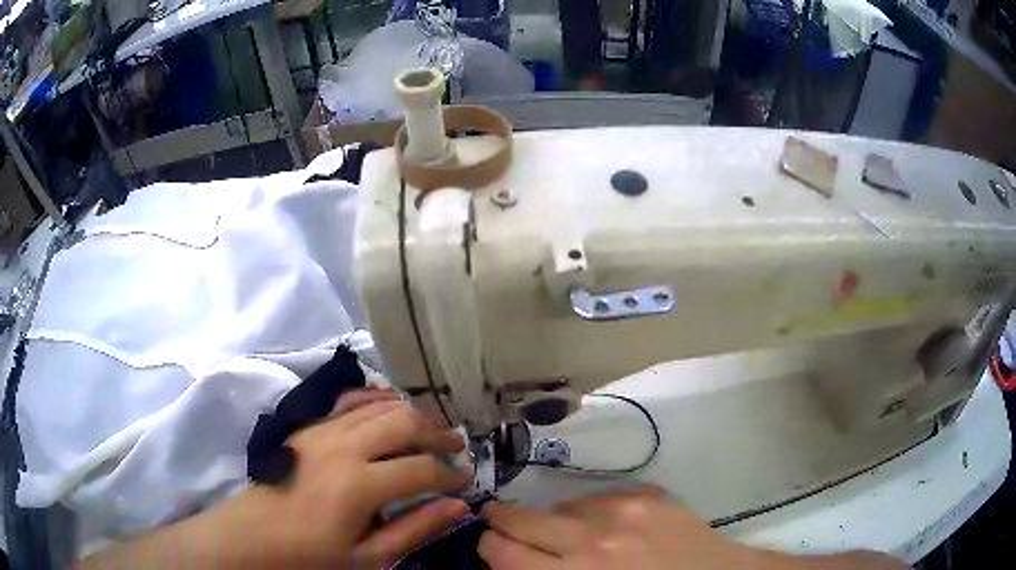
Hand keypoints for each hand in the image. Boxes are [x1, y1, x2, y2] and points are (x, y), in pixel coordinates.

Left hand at [222, 394, 471, 567]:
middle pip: (404, 423)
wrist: (254, 535)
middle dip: (438, 434)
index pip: (421, 469)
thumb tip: (458, 507)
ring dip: (412, 414)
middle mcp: (344, 447)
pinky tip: (390, 403)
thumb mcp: (367, 556)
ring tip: (433, 428)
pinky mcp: (308, 426)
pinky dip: (375, 398)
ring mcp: (323, 430)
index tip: (465, 483)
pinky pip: (348, 401)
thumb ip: (414, 528)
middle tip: (458, 446)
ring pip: (379, 407)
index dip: (450, 475)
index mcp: (360, 484)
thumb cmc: (311, 554)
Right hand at [479, 486, 752, 569]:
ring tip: (564, 534)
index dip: (487, 547)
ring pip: (558, 506)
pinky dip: (589, 512)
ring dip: (552, 521)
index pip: (501, 552)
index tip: (489, 547)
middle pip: (519, 521)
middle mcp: (592, 541)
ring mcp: (623, 512)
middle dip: (502, 524)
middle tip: (500, 526)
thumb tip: (511, 563)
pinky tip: (603, 526)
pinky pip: (597, 498)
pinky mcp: (649, 496)